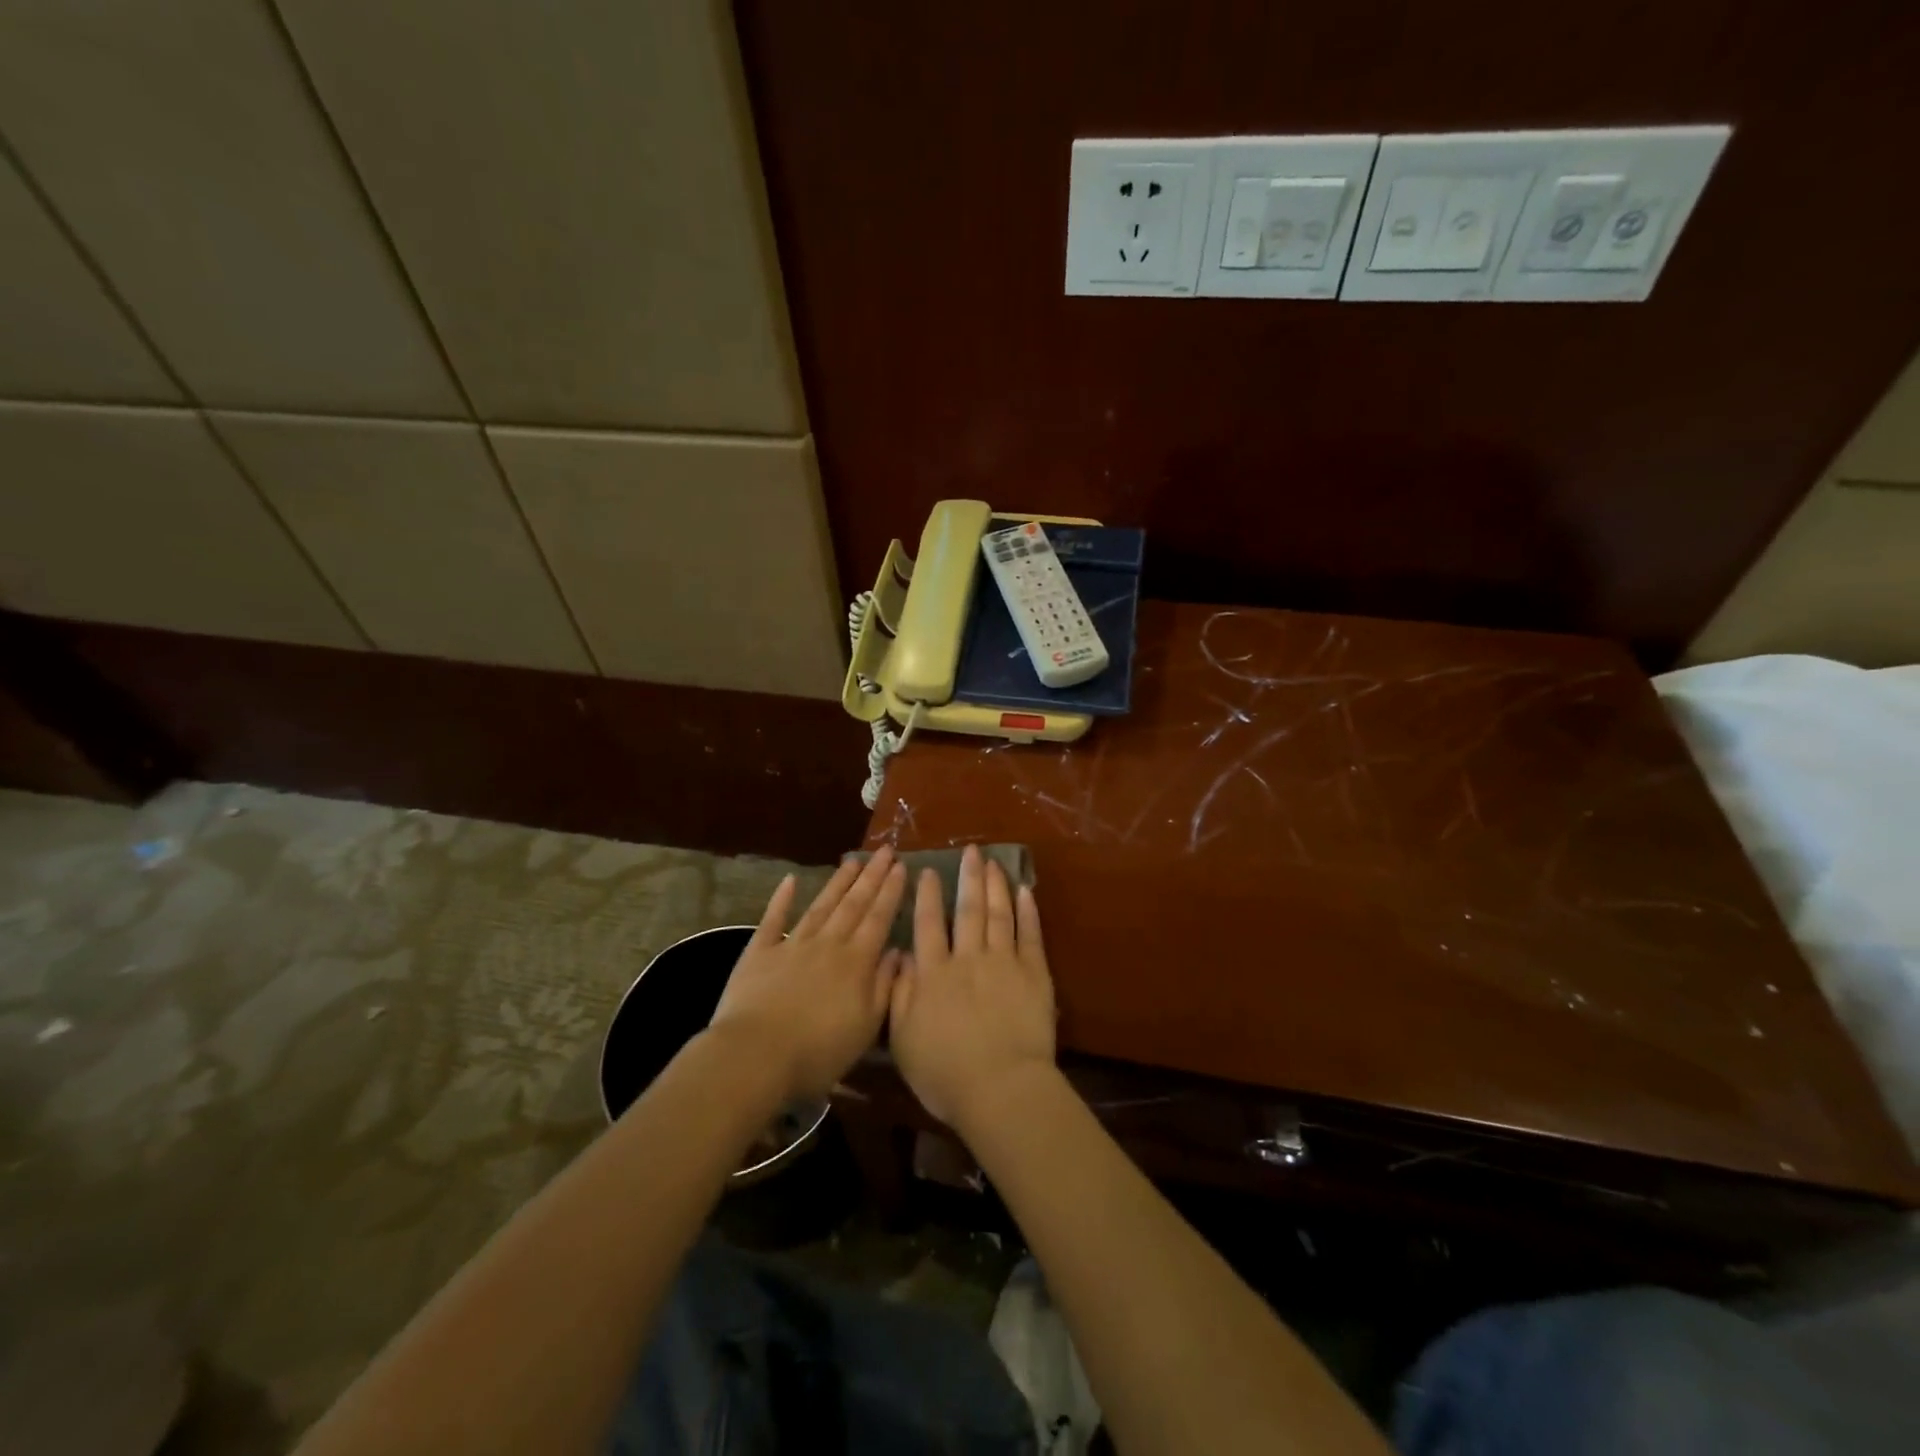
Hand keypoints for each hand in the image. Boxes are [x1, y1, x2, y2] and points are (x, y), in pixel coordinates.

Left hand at [708, 847, 906, 1099]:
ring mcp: (792, 945)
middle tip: (884, 850)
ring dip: (838, 882)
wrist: (755, 1056)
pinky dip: (781, 899)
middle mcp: (827, 944)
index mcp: (856, 962)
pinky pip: (773, 920)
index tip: (902, 867)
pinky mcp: (759, 953)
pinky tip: (790, 881)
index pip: (879, 919)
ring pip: (821, 906)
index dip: (891, 892)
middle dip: (871, 876)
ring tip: (852, 860)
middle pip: (853, 904)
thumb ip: (884, 986)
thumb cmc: (818, 1051)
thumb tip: (898, 951)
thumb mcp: (866, 1027)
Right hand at [889, 845, 1056, 1130]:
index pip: (928, 924)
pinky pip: (1030, 935)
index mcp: (935, 974)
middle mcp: (968, 958)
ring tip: (993, 862)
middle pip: (968, 910)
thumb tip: (901, 956)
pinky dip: (1028, 911)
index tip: (928, 870)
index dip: (928, 896)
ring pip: (999, 914)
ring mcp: (1004, 963)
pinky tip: (1025, 891)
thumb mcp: (904, 1039)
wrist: (1001, 1088)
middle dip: (968, 877)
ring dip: (995, 885)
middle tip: (970, 850)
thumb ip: (900, 994)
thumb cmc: (945, 1073)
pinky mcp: (1034, 974)